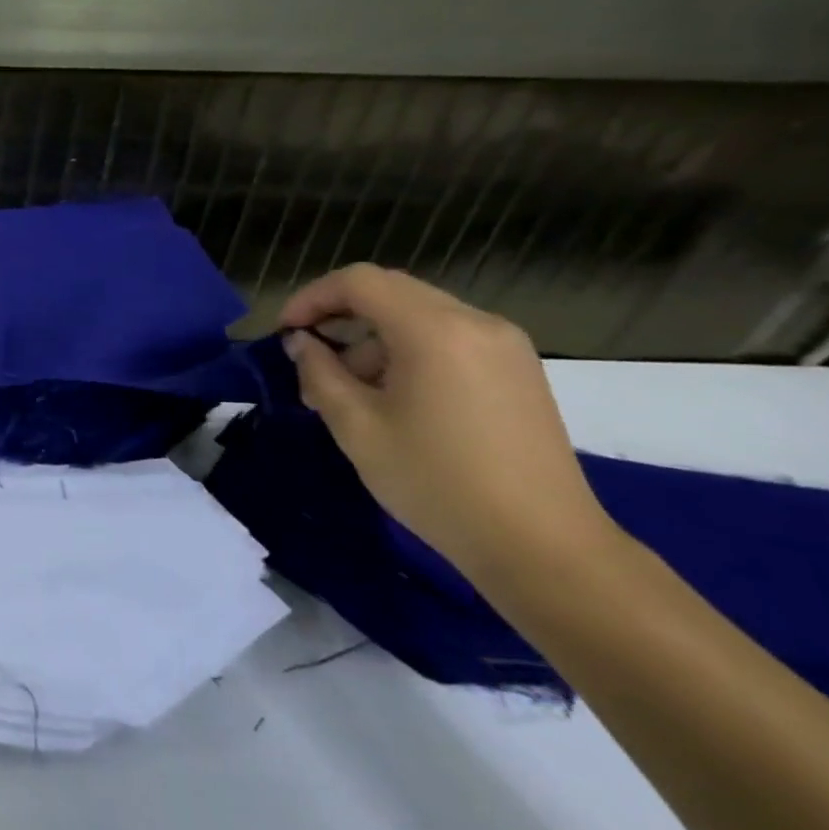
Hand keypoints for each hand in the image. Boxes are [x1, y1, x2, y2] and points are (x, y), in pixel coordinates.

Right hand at [277, 264, 618, 585]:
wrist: (543, 547)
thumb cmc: (436, 482)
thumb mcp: (357, 427)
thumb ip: (319, 373)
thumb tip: (301, 343)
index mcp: (434, 330)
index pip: (358, 282)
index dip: (311, 298)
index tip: (285, 333)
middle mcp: (475, 322)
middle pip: (389, 292)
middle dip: (339, 317)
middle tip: (309, 360)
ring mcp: (504, 346)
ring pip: (418, 315)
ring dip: (372, 339)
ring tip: (347, 392)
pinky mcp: (518, 371)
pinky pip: (448, 338)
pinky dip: (407, 352)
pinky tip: (393, 399)